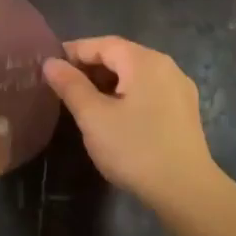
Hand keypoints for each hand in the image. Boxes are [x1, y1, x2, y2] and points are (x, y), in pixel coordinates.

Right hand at [43, 36, 222, 210]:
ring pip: (135, 74)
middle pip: (121, 56)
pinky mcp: (184, 110)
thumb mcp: (94, 117)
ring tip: (83, 101)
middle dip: (90, 67)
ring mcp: (179, 88)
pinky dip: (126, 93)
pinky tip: (114, 115)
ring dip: (108, 81)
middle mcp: (166, 66)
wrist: (186, 191)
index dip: (73, 51)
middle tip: (62, 85)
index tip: (49, 66)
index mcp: (144, 61)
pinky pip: (149, 90)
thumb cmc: (135, 149)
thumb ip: (71, 86)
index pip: (102, 44)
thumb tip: (50, 62)